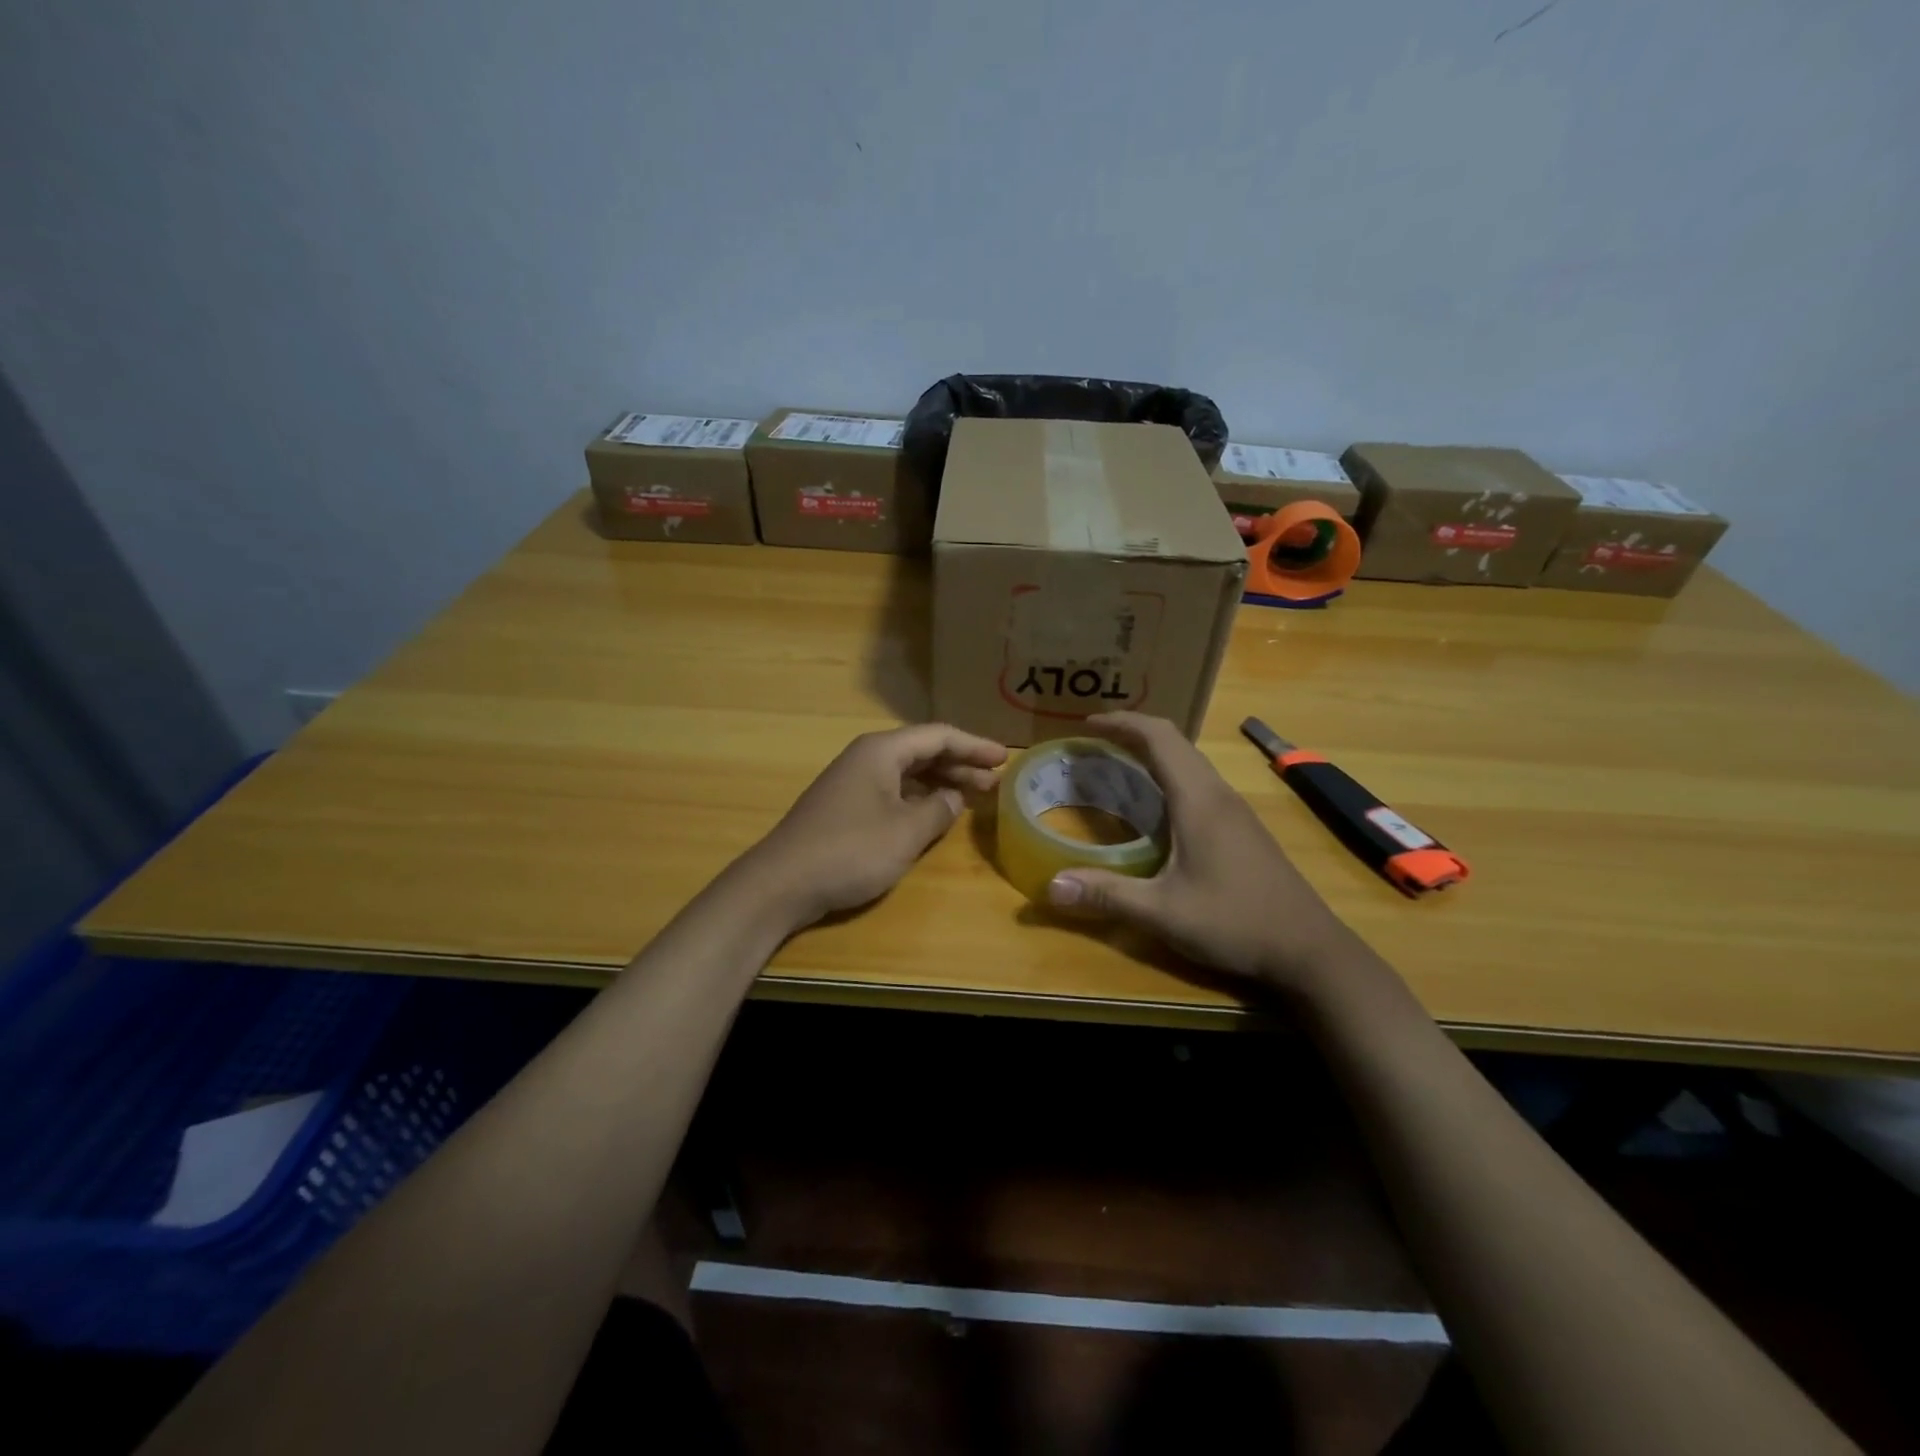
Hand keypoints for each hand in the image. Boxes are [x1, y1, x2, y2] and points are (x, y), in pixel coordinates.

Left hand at [748, 724, 1007, 929]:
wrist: (781, 883)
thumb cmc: (849, 851)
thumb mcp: (905, 832)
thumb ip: (938, 810)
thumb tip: (952, 797)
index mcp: (881, 751)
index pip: (938, 736)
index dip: (974, 745)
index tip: (1005, 758)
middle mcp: (867, 758)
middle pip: (923, 751)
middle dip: (961, 764)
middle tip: (996, 781)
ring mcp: (853, 782)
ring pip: (908, 773)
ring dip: (941, 782)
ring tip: (974, 796)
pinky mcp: (846, 807)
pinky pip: (894, 791)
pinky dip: (919, 798)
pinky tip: (935, 814)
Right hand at [1045, 712, 1358, 990]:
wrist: (1310, 951)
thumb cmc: (1236, 923)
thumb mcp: (1164, 912)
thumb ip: (1107, 895)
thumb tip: (1050, 886)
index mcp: (1199, 800)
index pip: (1159, 737)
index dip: (1121, 722)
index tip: (1085, 724)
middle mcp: (1218, 795)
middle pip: (1174, 742)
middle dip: (1131, 733)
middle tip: (1090, 745)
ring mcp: (1236, 811)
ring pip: (1189, 763)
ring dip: (1152, 754)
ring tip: (1114, 768)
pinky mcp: (1243, 829)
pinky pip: (1199, 784)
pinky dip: (1168, 777)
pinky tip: (1154, 808)